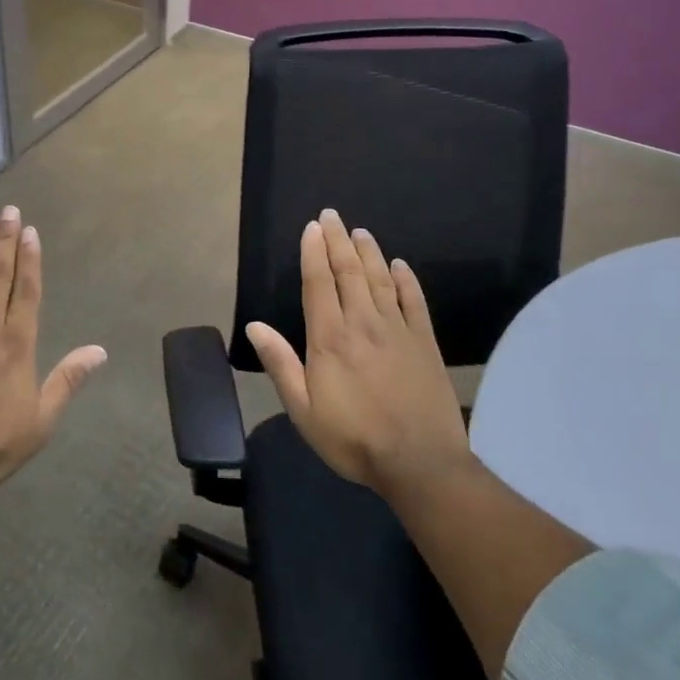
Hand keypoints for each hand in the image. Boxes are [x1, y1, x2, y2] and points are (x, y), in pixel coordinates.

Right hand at [245, 209, 471, 495]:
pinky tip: (400, 265)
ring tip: (359, 231)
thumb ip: (280, 364)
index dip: (313, 252)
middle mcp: (362, 323)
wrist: (420, 463)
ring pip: (379, 280)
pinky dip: (406, 280)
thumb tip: (254, 326)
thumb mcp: (303, 409)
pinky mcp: (425, 343)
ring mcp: (397, 331)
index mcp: (329, 338)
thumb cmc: (353, 438)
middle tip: (332, 215)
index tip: (312, 228)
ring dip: (368, 252)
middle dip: (338, 241)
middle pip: (348, 272)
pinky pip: (414, 302)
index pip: (318, 283)